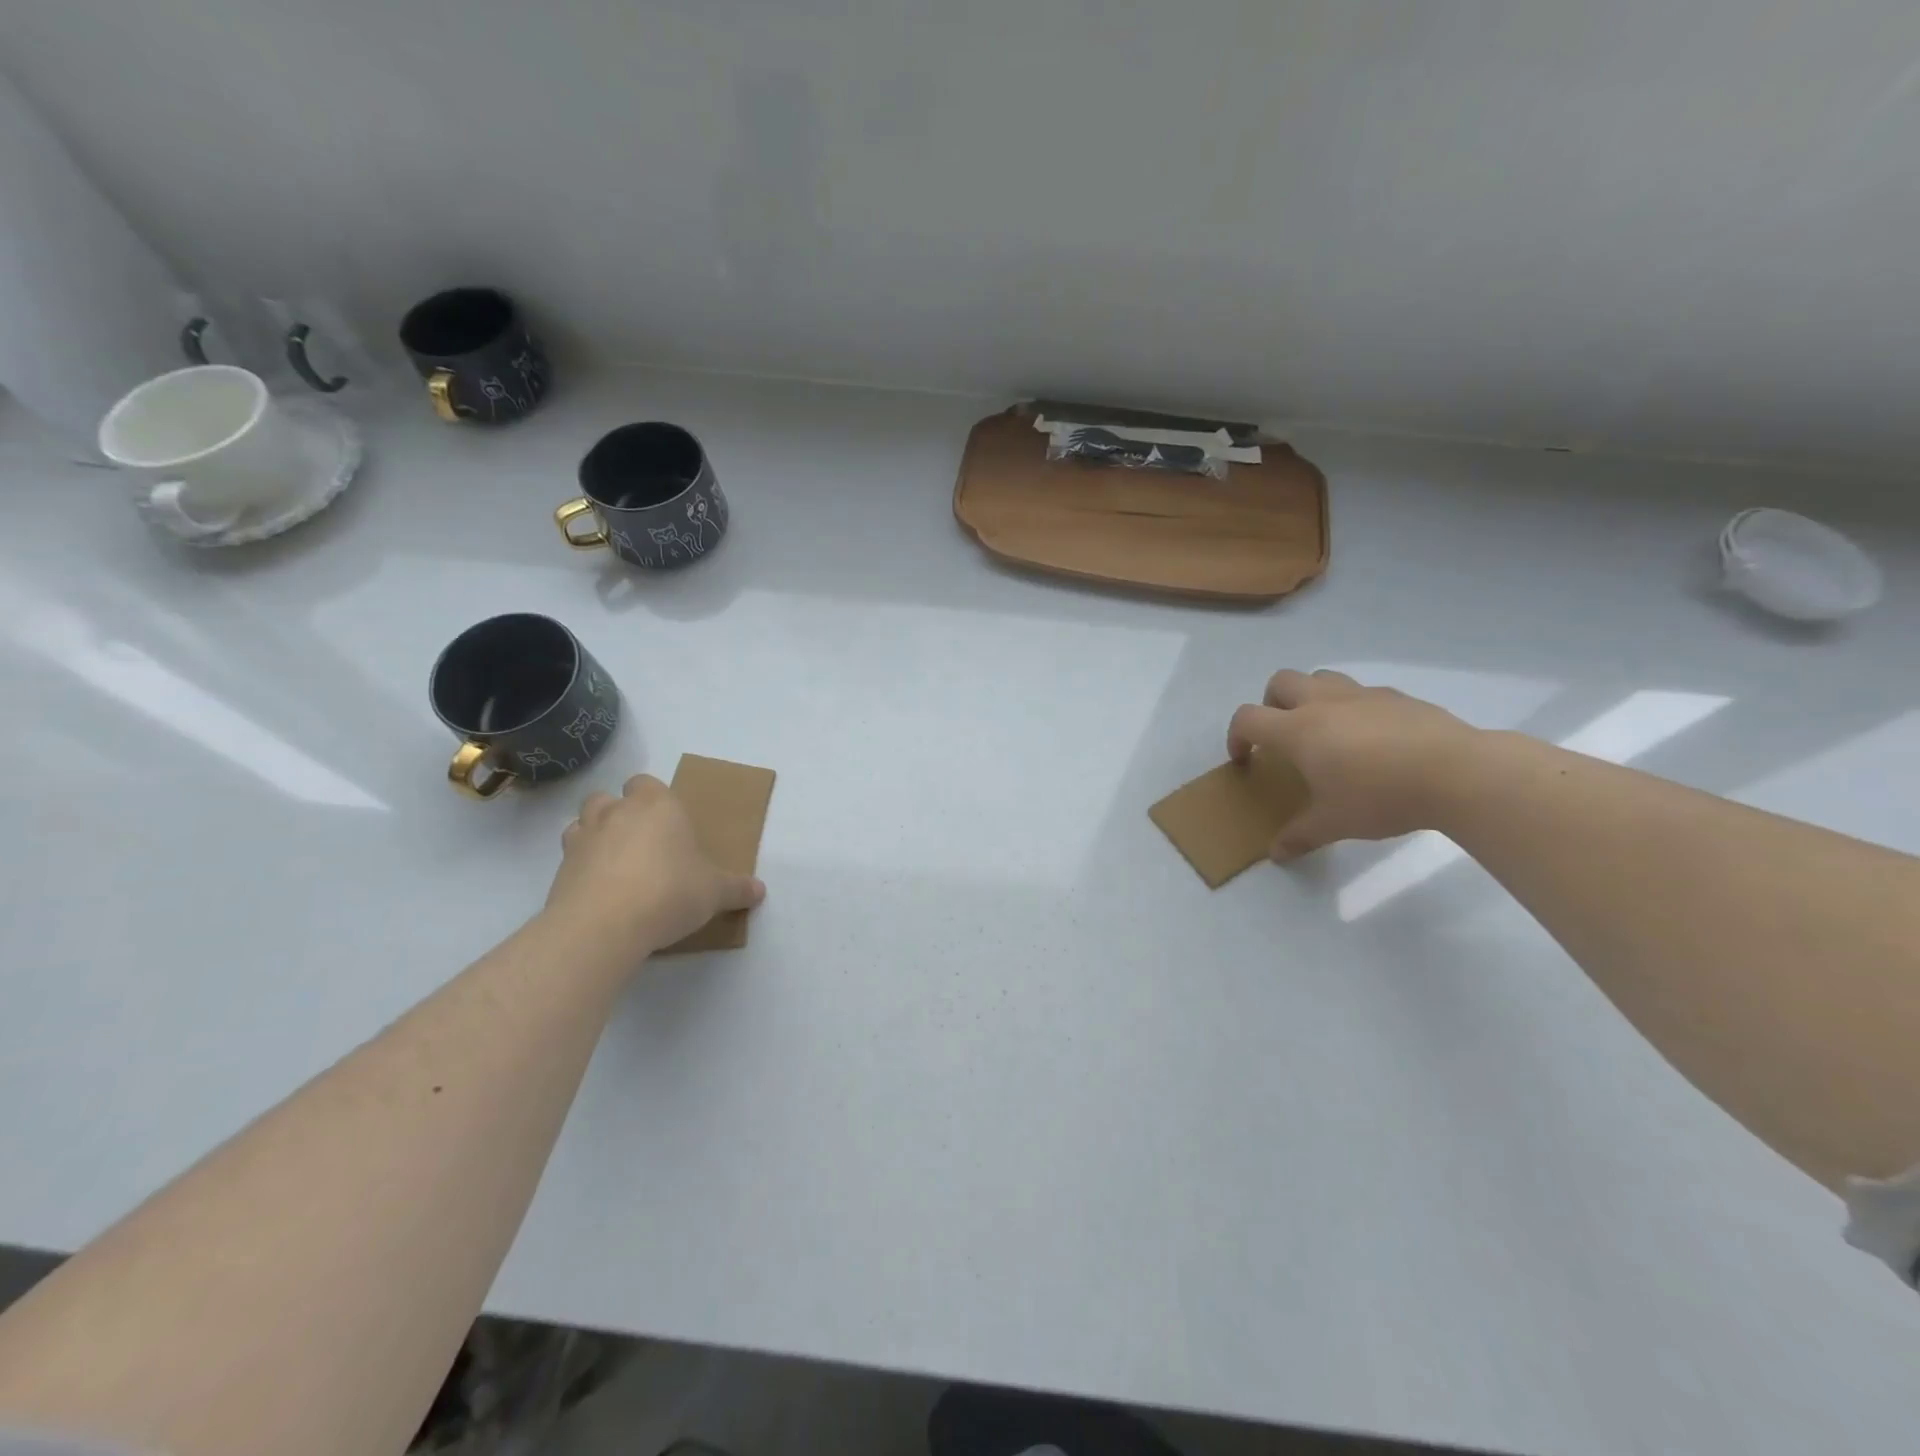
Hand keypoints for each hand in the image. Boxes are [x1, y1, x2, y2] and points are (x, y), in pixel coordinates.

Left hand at [544, 775, 765, 959]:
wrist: (605, 924)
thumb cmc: (670, 892)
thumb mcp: (714, 893)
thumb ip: (736, 888)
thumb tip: (759, 891)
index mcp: (657, 806)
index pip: (647, 783)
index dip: (654, 799)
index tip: (667, 823)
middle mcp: (617, 812)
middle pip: (608, 797)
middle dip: (619, 813)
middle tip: (641, 843)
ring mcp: (583, 839)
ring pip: (582, 822)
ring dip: (594, 835)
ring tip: (614, 863)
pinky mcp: (559, 870)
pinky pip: (569, 858)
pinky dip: (580, 868)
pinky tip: (598, 891)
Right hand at [1227, 669, 1479, 859]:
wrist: (1458, 773)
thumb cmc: (1381, 796)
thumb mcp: (1335, 823)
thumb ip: (1301, 835)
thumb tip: (1277, 854)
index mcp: (1298, 730)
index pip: (1248, 718)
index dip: (1236, 737)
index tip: (1245, 760)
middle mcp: (1324, 703)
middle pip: (1281, 682)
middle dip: (1271, 704)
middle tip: (1282, 736)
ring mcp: (1363, 695)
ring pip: (1322, 678)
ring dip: (1311, 697)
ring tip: (1325, 732)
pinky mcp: (1398, 697)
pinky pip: (1362, 692)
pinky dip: (1353, 708)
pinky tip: (1372, 741)